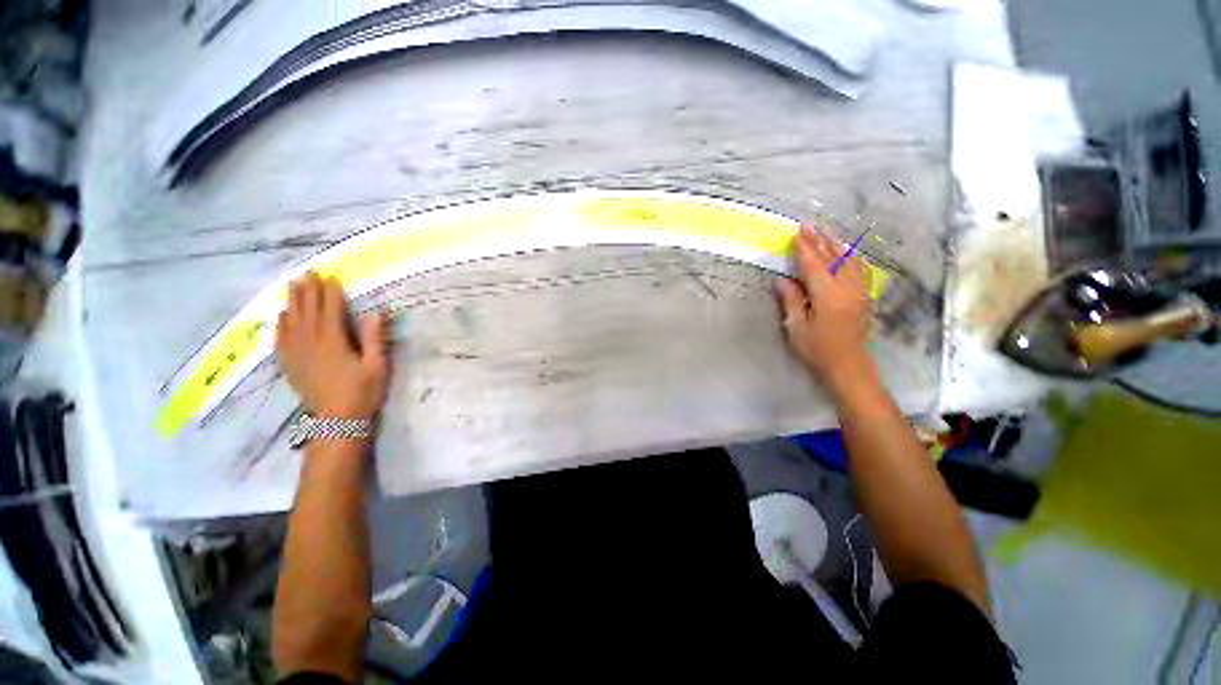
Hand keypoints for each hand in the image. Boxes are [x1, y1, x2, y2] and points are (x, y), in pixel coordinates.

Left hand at [275, 272, 391, 419]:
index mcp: (334, 342)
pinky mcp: (290, 365)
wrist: (337, 421)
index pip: (330, 310)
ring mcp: (297, 354)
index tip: (330, 276)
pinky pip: (280, 340)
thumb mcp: (377, 366)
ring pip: (291, 322)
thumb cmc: (362, 392)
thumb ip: (375, 339)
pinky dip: (280, 325)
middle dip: (308, 291)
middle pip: (307, 311)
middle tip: (307, 273)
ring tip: (292, 286)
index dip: (331, 293)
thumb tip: (376, 312)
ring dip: (293, 302)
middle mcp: (311, 343)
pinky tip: (281, 316)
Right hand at [777, 225, 874, 394]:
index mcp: (828, 296)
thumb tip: (783, 280)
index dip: (805, 248)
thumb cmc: (818, 350)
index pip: (814, 265)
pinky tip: (848, 253)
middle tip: (810, 225)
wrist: (849, 365)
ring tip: (827, 232)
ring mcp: (860, 292)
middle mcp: (847, 289)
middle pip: (833, 259)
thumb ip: (792, 301)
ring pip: (849, 261)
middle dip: (820, 240)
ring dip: (837, 245)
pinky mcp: (865, 297)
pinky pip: (861, 270)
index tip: (797, 233)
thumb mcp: (797, 328)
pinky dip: (852, 258)